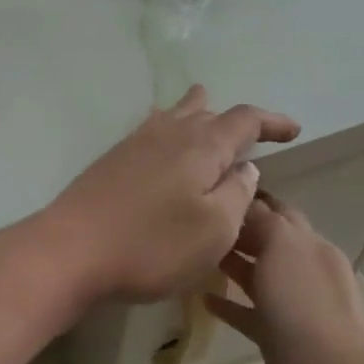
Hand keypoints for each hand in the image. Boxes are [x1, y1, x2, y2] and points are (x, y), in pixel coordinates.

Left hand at [39, 86, 299, 304]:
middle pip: (205, 111)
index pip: (244, 119)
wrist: (70, 251)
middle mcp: (167, 133)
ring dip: (196, 116)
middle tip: (251, 136)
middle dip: (232, 120)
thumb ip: (237, 194)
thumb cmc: (151, 245)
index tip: (293, 131)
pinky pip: (149, 132)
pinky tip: (162, 144)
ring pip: (173, 117)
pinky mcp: (109, 162)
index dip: (271, 122)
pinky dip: (167, 130)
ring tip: (208, 118)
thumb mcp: (214, 230)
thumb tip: (244, 167)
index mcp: (201, 146)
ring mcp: (133, 144)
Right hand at [205, 192, 363, 363]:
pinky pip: (246, 312)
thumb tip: (245, 200)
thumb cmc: (303, 300)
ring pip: (256, 277)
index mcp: (309, 244)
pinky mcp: (275, 333)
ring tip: (195, 256)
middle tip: (198, 222)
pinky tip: (202, 298)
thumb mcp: (282, 244)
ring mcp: (290, 304)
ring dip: (230, 265)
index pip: (279, 212)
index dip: (252, 199)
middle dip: (238, 231)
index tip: (216, 189)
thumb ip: (263, 219)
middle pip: (266, 242)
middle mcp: (302, 270)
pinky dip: (228, 304)